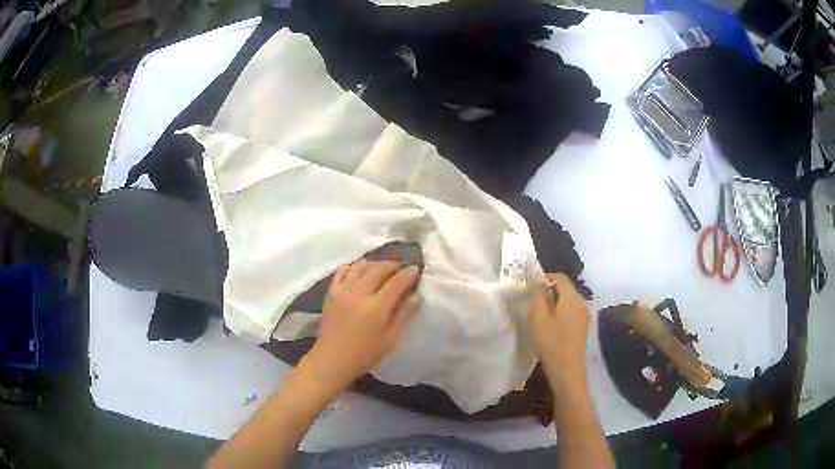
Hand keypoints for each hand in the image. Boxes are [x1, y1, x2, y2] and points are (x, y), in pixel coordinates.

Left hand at [302, 260, 420, 391]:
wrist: (333, 358)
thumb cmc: (366, 353)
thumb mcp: (391, 339)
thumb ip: (404, 314)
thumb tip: (415, 295)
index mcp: (376, 308)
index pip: (395, 283)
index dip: (407, 274)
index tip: (415, 269)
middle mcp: (358, 294)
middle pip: (378, 269)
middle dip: (393, 265)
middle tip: (402, 267)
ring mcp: (342, 290)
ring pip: (361, 267)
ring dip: (375, 264)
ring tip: (383, 268)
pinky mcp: (331, 291)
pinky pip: (343, 270)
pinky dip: (354, 266)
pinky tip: (361, 270)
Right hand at [529, 273, 590, 388]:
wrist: (567, 369)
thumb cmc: (551, 342)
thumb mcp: (538, 318)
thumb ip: (537, 295)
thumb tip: (536, 279)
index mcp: (572, 297)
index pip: (559, 277)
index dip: (543, 278)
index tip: (529, 287)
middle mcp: (581, 301)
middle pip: (564, 287)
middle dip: (548, 290)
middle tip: (531, 302)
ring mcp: (583, 313)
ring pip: (567, 299)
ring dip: (553, 302)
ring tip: (538, 314)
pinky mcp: (582, 324)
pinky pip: (570, 310)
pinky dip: (559, 311)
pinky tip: (550, 325)